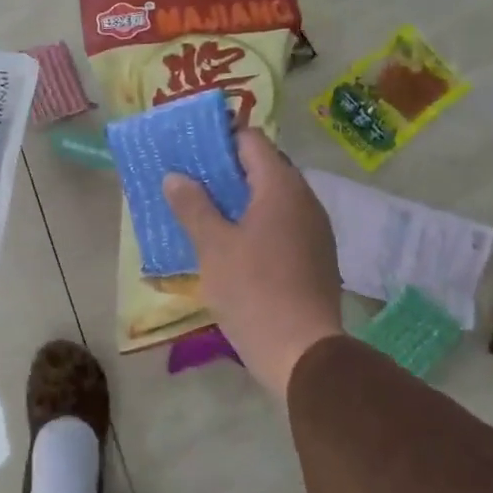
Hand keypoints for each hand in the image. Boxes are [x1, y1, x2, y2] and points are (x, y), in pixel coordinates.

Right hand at [163, 130, 344, 399]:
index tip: (190, 151)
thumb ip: (193, 206)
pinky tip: (232, 243)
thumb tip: (176, 177)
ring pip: (273, 199)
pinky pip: (282, 224)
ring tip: (204, 211)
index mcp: (281, 187)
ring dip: (240, 199)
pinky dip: (256, 223)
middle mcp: (305, 200)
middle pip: (264, 168)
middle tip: (190, 181)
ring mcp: (315, 230)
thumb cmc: (253, 290)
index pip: (251, 141)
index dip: (219, 140)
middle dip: (226, 171)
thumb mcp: (213, 246)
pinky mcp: (316, 257)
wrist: (301, 351)